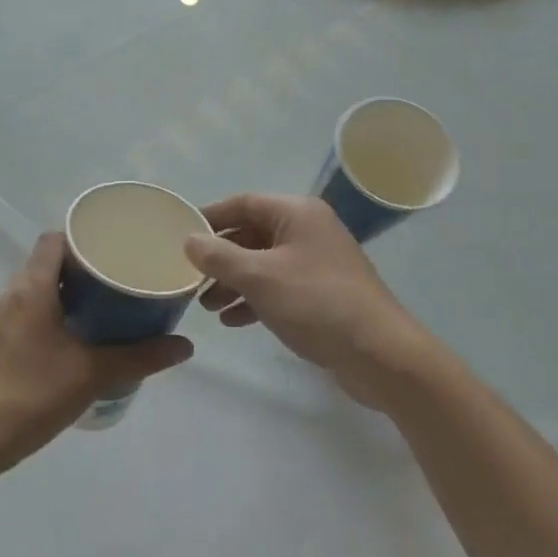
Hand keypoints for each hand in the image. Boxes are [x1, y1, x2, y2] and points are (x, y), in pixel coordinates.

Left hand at [0, 232, 192, 471]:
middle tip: (115, 286)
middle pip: (45, 266)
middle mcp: (7, 296)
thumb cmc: (32, 397)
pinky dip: (43, 319)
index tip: (112, 252)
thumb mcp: (93, 375)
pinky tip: (63, 347)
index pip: (54, 240)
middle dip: (79, 271)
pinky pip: (19, 317)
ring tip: (96, 315)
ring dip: (60, 297)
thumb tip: (185, 345)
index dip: (82, 240)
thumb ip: (140, 357)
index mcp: (31, 289)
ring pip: (31, 293)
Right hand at [184, 193, 431, 407]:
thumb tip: (189, 240)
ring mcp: (317, 262)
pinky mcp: (321, 293)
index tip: (179, 235)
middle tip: (189, 278)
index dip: (210, 218)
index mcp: (297, 213)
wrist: (378, 353)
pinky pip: (278, 287)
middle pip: (251, 234)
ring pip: (263, 263)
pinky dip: (254, 299)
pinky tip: (233, 320)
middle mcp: (308, 230)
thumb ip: (219, 256)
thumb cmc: (315, 303)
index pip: (243, 203)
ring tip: (207, 306)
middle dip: (219, 258)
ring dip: (233, 282)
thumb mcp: (260, 277)